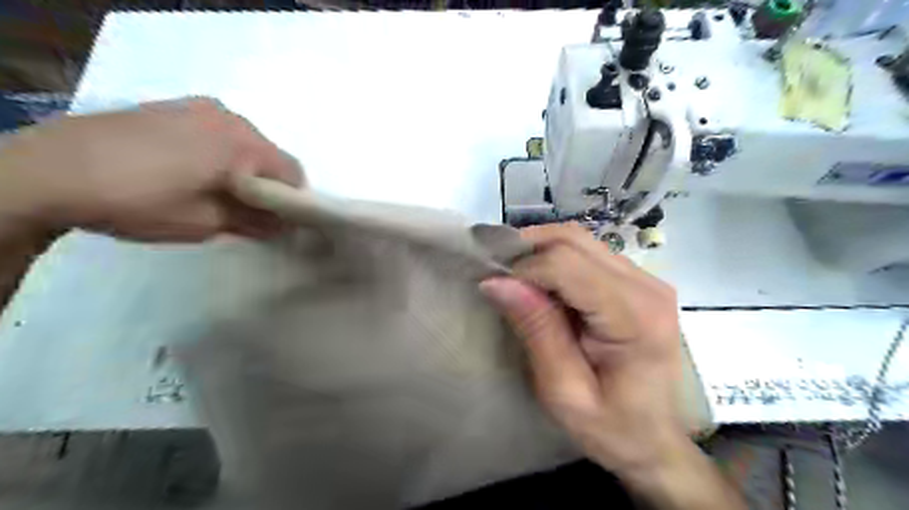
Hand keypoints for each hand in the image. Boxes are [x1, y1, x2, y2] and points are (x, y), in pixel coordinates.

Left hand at [0, 98, 304, 242]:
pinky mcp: (174, 106)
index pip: (293, 173)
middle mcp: (230, 118)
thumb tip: (281, 226)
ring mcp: (200, 107)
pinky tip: (190, 170)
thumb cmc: (140, 201)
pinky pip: (216, 131)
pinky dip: (219, 153)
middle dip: (267, 185)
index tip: (279, 222)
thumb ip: (253, 223)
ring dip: (243, 168)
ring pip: (244, 143)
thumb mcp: (205, 223)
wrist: (50, 169)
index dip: (293, 201)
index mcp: (244, 146)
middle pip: (270, 156)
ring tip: (214, 191)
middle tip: (246, 212)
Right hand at [479, 227, 740, 509]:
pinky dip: (557, 259)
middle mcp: (647, 286)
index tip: (495, 289)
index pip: (566, 264)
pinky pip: (589, 253)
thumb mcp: (563, 390)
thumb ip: (536, 330)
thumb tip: (497, 281)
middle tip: (500, 275)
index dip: (523, 269)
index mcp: (634, 317)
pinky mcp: (639, 282)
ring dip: (541, 251)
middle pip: (574, 240)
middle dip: (528, 250)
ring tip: (516, 278)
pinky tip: (542, 284)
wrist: (654, 441)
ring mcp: (647, 280)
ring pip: (580, 239)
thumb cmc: (611, 427)